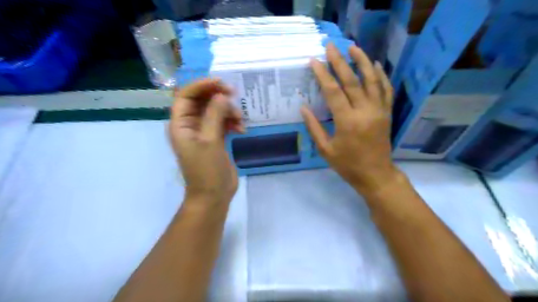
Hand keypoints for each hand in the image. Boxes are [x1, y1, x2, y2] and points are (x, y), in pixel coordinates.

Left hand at [168, 78, 245, 204]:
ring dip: (228, 112)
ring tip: (240, 121)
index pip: (186, 95)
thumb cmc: (207, 170)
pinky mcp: (215, 138)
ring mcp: (204, 131)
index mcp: (180, 124)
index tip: (221, 83)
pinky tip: (241, 129)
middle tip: (234, 96)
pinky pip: (223, 122)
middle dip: (218, 97)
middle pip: (202, 101)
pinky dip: (232, 122)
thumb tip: (222, 96)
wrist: (214, 195)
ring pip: (215, 111)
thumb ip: (215, 116)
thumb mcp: (210, 141)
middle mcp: (190, 125)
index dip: (202, 85)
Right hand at [302, 44, 398, 195]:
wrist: (375, 175)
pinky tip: (375, 65)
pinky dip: (381, 76)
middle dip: (339, 62)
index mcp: (347, 122)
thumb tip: (303, 108)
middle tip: (331, 46)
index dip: (323, 75)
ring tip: (353, 48)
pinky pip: (386, 90)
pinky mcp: (387, 113)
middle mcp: (365, 111)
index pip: (333, 92)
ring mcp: (379, 110)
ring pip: (372, 80)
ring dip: (362, 62)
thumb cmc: (347, 165)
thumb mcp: (325, 150)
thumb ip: (314, 127)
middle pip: (351, 81)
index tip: (314, 61)